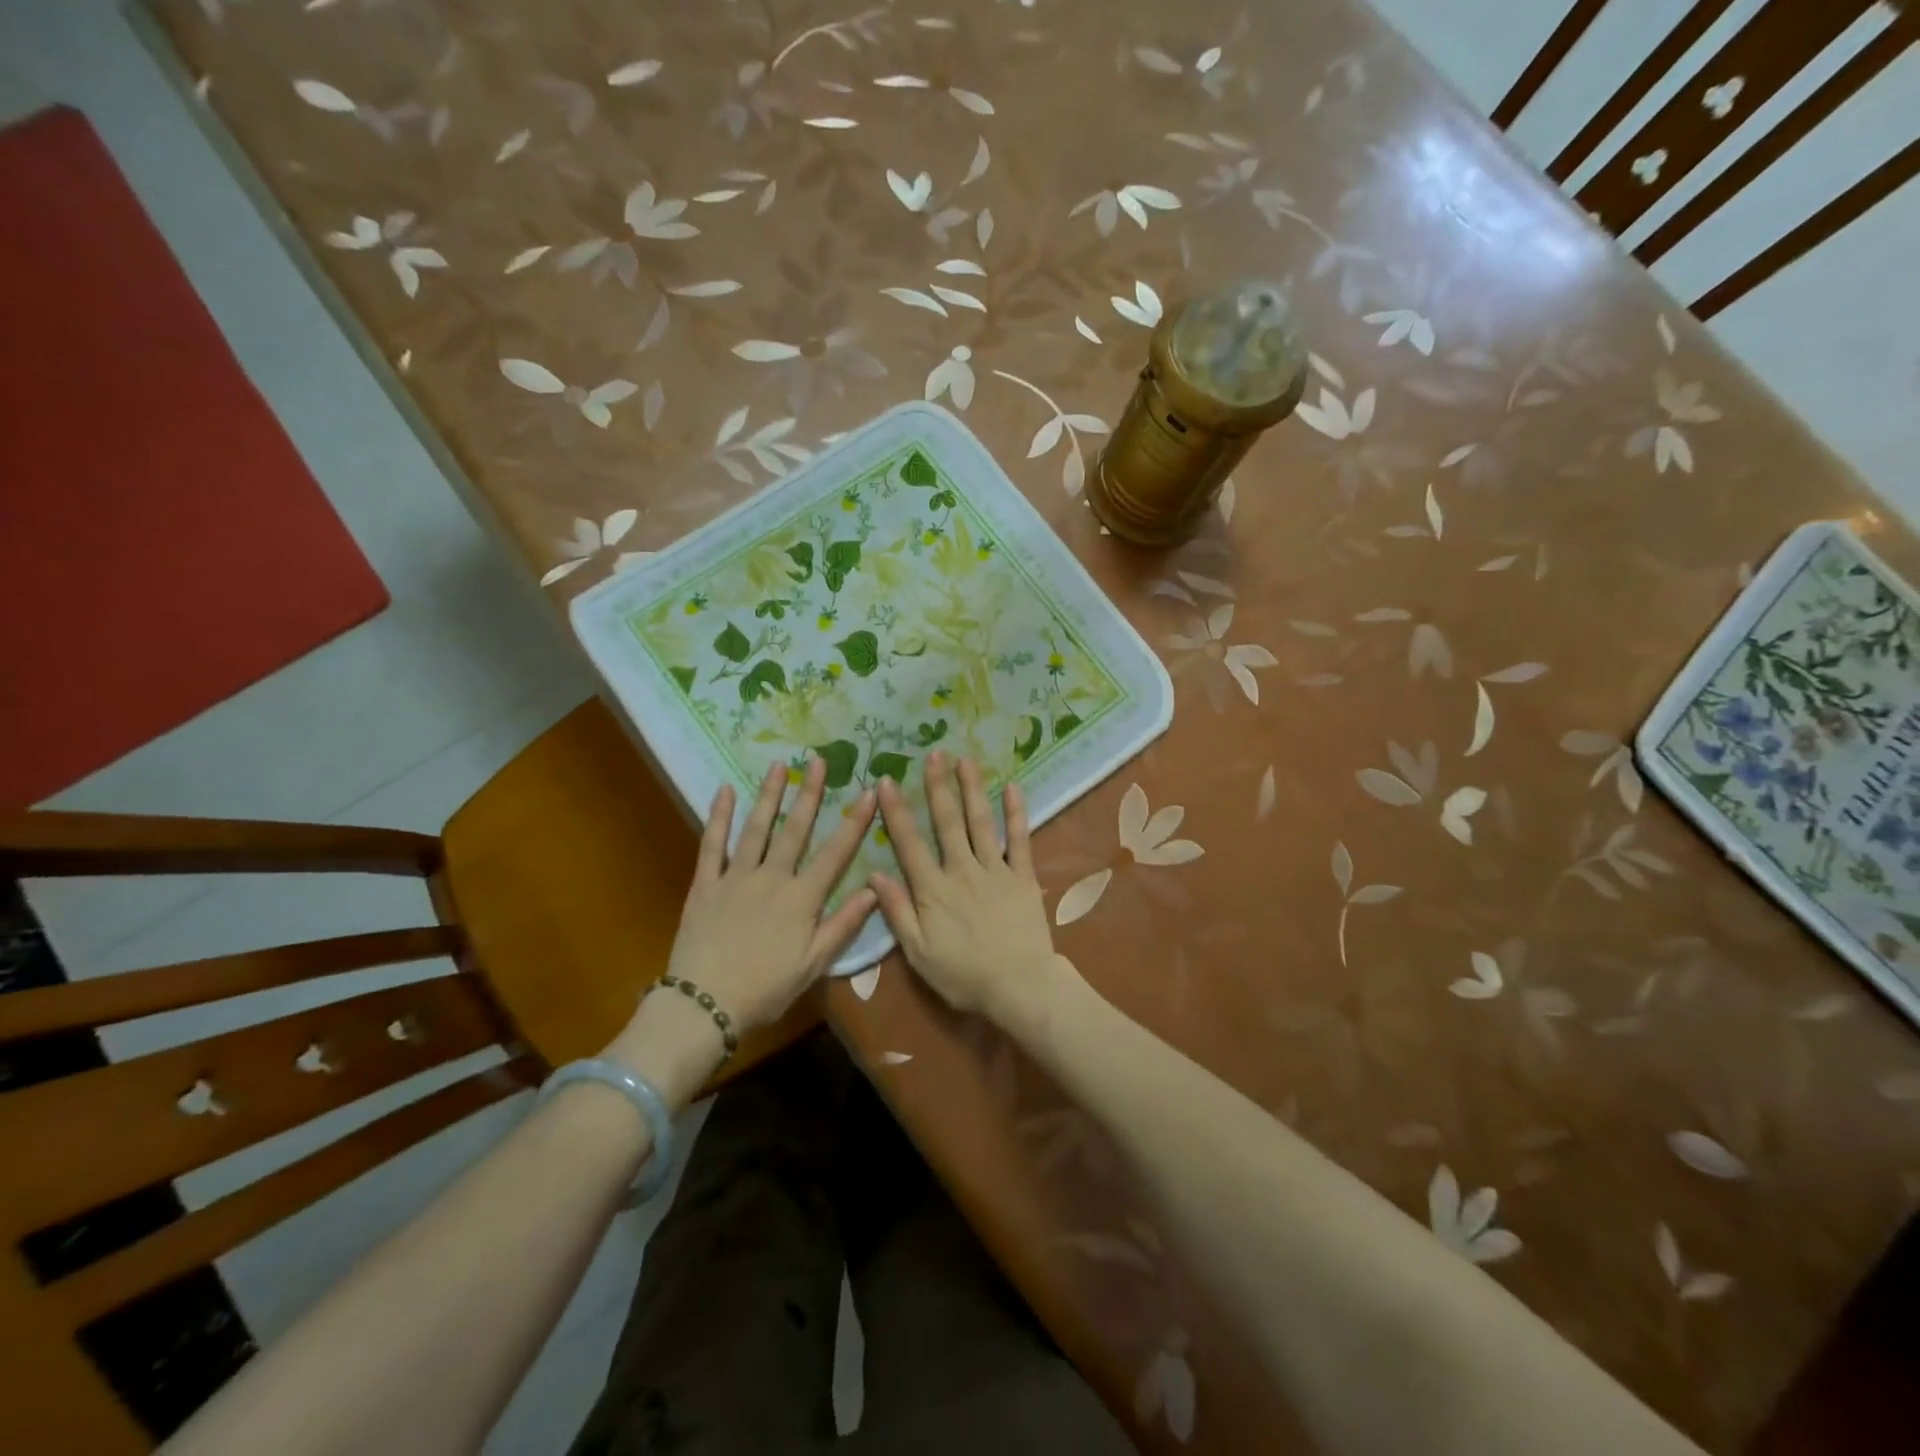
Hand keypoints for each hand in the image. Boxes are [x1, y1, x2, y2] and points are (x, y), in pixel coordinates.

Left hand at [659, 757, 877, 1033]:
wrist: (704, 1005)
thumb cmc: (765, 989)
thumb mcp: (813, 965)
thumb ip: (844, 925)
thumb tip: (875, 889)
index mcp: (802, 898)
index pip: (835, 852)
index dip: (854, 821)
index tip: (868, 791)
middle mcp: (772, 877)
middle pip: (794, 829)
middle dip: (809, 793)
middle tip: (817, 760)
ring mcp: (736, 877)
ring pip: (756, 828)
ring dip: (768, 795)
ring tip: (778, 765)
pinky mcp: (705, 884)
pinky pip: (712, 844)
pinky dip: (718, 817)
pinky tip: (725, 791)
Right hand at [869, 751, 1060, 1027]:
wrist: (1019, 987)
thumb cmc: (963, 975)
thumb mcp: (918, 953)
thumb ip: (897, 912)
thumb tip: (874, 875)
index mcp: (933, 890)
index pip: (909, 843)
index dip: (897, 812)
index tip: (887, 781)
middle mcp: (962, 870)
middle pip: (947, 822)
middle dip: (938, 786)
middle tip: (933, 754)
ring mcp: (995, 870)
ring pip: (980, 822)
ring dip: (972, 789)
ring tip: (965, 759)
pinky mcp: (1023, 876)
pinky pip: (1020, 840)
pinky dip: (1017, 813)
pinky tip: (1013, 788)